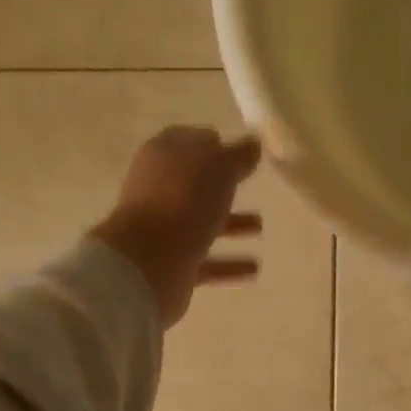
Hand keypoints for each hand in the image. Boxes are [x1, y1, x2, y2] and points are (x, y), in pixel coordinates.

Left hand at [90, 126, 262, 327]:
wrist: (149, 259)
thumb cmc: (184, 200)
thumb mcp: (219, 166)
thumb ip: (238, 155)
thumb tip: (253, 144)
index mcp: (164, 156)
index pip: (189, 142)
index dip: (214, 144)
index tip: (241, 152)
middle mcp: (159, 190)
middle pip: (195, 184)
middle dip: (223, 186)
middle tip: (251, 186)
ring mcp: (163, 229)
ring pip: (202, 223)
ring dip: (231, 225)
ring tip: (260, 227)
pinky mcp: (171, 264)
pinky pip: (206, 262)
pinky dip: (229, 264)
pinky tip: (254, 268)